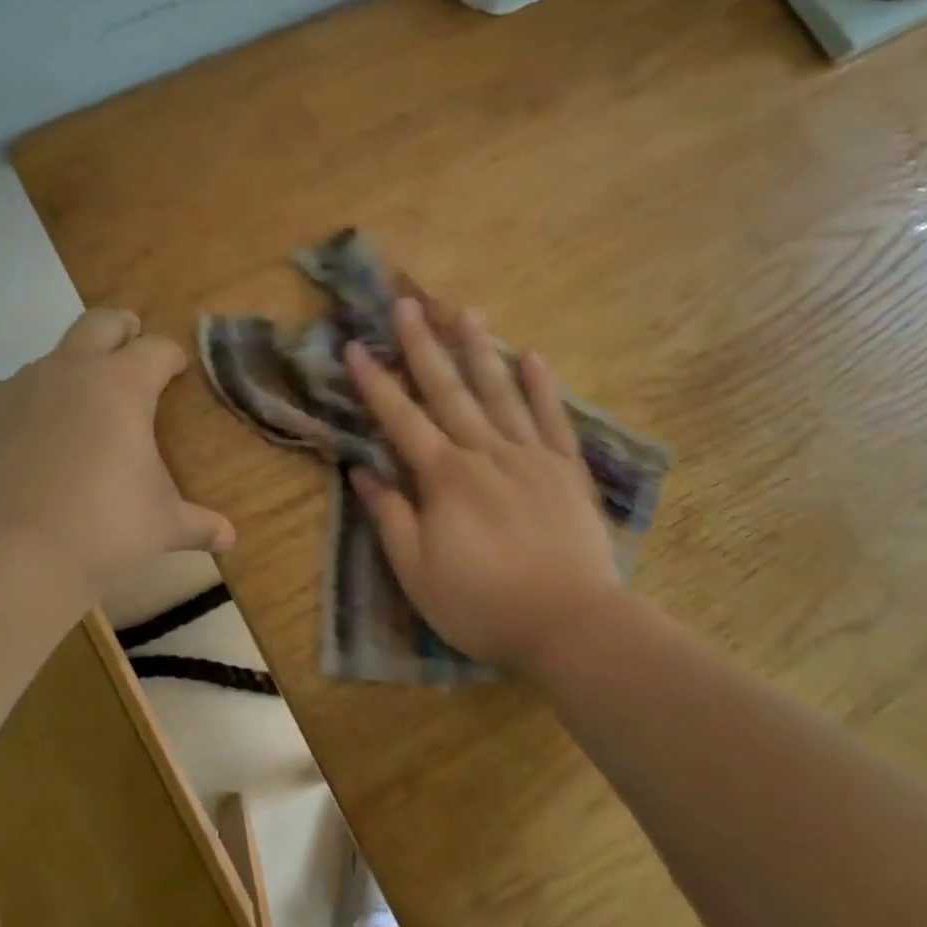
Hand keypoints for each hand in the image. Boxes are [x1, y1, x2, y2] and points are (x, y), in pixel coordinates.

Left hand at [0, 309, 234, 596]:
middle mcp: (70, 370)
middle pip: (100, 322)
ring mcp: (17, 385)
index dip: (171, 357)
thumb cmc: (103, 531)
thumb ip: (199, 524)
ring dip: (71, 375)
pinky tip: (25, 446)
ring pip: (51, 360)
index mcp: (123, 385)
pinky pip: (8, 393)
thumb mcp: (163, 526)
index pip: (158, 349)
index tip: (176, 370)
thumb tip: (230, 539)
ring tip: (76, 420)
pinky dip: (24, 408)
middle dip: (122, 330)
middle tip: (130, 350)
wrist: (6, 558)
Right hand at [345, 298, 621, 670]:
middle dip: (423, 346)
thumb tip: (361, 470)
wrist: (570, 623)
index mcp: (444, 477)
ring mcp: (530, 456)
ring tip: (465, 310)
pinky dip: (542, 386)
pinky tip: (532, 355)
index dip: (375, 382)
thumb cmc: (482, 603)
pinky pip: (552, 418)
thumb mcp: (417, 572)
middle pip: (448, 390)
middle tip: (408, 303)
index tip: (356, 346)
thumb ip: (389, 516)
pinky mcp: (565, 469)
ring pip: (499, 392)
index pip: (401, 419)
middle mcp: (484, 452)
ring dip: (479, 350)